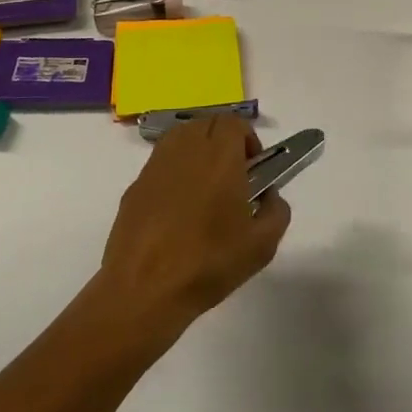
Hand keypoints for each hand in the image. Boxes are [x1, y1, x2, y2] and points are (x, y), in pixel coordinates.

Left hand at [96, 113, 290, 346]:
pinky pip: (161, 163)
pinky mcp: (134, 185)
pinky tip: (177, 209)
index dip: (248, 139)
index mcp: (219, 156)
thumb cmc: (208, 263)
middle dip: (223, 140)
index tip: (254, 167)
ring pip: (181, 137)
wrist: (143, 289)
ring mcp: (156, 165)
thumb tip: (270, 195)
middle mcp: (186, 149)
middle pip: (207, 123)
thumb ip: (277, 211)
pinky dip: (174, 172)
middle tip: (232, 175)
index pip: (234, 122)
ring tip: (205, 188)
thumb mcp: (262, 245)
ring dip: (197, 150)